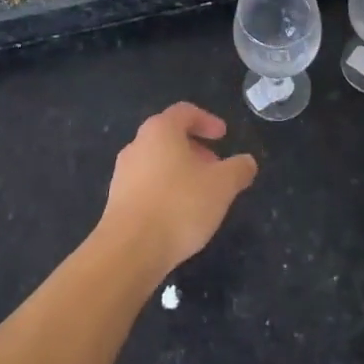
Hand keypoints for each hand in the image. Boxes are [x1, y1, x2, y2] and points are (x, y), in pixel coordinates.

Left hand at [101, 102, 258, 274]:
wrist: (129, 250)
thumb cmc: (179, 205)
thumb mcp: (222, 186)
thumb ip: (238, 169)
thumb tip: (247, 162)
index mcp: (160, 131)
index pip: (184, 112)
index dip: (207, 120)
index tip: (223, 136)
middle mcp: (137, 145)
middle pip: (169, 137)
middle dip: (195, 149)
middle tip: (216, 167)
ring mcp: (123, 174)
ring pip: (157, 162)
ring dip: (180, 171)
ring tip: (201, 194)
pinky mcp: (116, 201)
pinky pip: (146, 185)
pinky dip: (165, 190)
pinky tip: (179, 215)